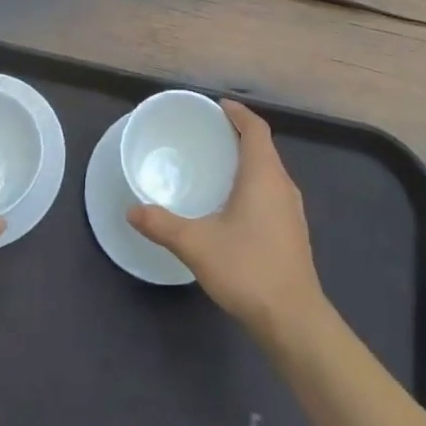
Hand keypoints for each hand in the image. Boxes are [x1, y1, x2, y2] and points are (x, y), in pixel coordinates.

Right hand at [128, 100, 324, 338]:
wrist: (293, 319)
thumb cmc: (247, 269)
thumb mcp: (197, 244)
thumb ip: (162, 225)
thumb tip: (132, 209)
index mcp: (264, 175)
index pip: (256, 129)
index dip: (239, 113)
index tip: (219, 106)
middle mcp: (283, 184)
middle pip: (264, 147)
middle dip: (240, 135)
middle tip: (210, 133)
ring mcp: (292, 210)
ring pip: (270, 171)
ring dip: (248, 161)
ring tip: (219, 165)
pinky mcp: (293, 232)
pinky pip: (273, 192)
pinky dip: (254, 184)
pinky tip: (235, 206)